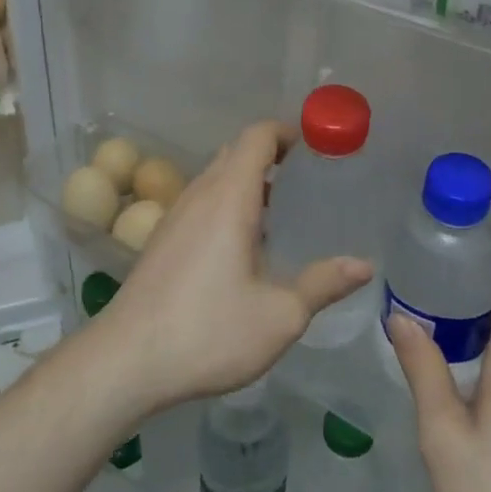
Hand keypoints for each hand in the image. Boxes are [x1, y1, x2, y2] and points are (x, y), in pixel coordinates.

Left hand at [93, 121, 373, 415]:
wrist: (126, 359)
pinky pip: (201, 202)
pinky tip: (244, 246)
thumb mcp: (279, 315)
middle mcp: (199, 195)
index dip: (288, 132)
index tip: (318, 148)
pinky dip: (228, 203)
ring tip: (283, 212)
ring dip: (248, 181)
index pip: (257, 136)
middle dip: (272, 155)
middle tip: (308, 180)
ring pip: (215, 178)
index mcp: (228, 198)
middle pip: (235, 152)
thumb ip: (323, 284)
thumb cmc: (208, 331)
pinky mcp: (162, 239)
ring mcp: (175, 216)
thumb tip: (364, 265)